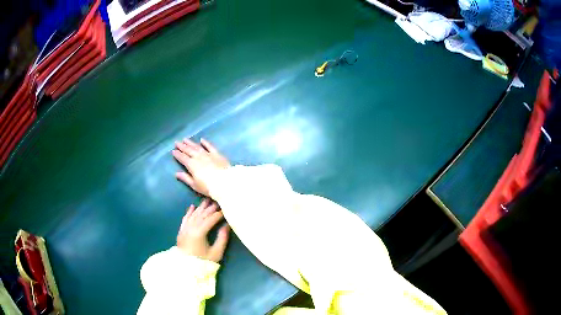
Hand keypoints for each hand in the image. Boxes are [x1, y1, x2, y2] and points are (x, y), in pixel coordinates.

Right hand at [173, 138, 229, 195]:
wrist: (224, 183)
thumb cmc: (208, 187)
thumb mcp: (194, 185)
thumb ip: (185, 178)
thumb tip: (177, 173)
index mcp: (192, 165)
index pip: (183, 158)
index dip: (178, 154)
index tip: (173, 151)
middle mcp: (199, 157)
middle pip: (189, 150)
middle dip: (182, 146)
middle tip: (177, 142)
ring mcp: (208, 154)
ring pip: (197, 147)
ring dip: (191, 143)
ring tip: (185, 139)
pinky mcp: (217, 154)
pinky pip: (210, 146)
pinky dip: (205, 143)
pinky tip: (202, 140)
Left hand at [177, 198, 229, 262]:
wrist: (186, 269)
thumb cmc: (203, 262)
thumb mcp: (216, 253)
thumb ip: (222, 238)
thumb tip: (227, 226)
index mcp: (199, 233)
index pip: (210, 219)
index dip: (218, 214)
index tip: (225, 210)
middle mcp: (190, 228)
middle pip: (201, 215)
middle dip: (210, 208)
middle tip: (218, 202)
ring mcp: (184, 229)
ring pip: (193, 215)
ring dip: (200, 207)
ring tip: (207, 200)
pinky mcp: (181, 232)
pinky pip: (185, 219)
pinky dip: (189, 212)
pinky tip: (192, 206)